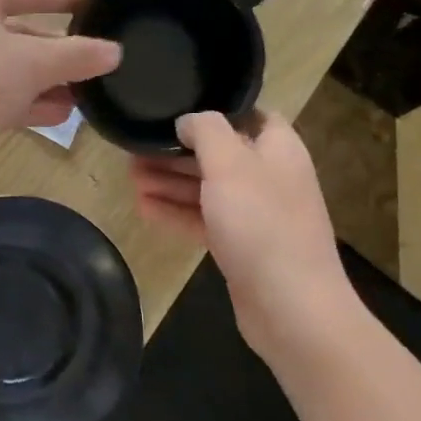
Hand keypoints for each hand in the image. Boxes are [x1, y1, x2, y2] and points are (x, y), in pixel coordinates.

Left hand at [0, 0, 120, 174]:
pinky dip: (26, 102)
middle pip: (24, 31)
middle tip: (101, 66)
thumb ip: (75, 55)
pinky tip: (58, 116)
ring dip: (48, 82)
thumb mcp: (29, 65)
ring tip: (87, 97)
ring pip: (12, 67)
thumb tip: (114, 51)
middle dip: (61, 52)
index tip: (100, 7)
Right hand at [129, 111, 353, 356]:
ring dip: (170, 182)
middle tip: (135, 150)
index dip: (213, 112)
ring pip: (208, 188)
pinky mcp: (241, 246)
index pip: (249, 115)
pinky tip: (144, 209)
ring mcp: (256, 215)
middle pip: (220, 153)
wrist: (290, 308)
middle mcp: (269, 177)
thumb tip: (188, 120)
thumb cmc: (261, 225)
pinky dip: (176, 212)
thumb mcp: (230, 164)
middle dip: (178, 151)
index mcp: (278, 149)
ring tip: (130, 177)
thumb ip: (207, 131)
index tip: (174, 112)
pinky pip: (205, 220)